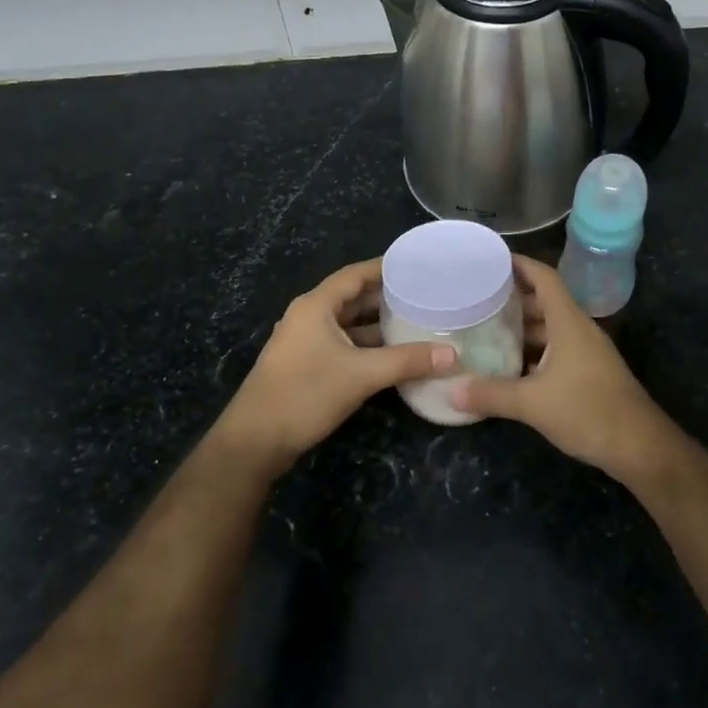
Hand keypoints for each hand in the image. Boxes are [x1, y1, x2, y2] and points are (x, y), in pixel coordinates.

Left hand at [222, 258, 454, 459]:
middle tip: (427, 296)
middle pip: (353, 298)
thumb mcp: (361, 375)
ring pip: (349, 325)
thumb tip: (452, 354)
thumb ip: (407, 361)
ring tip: (418, 323)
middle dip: (388, 298)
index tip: (418, 265)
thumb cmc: (305, 395)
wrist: (255, 442)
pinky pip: (344, 345)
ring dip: (379, 325)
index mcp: (316, 306)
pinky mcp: (307, 366)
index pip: (355, 274)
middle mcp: (309, 317)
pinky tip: (394, 356)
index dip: (385, 268)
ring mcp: (306, 343)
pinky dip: (368, 346)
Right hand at [451, 255, 673, 478]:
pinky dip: (533, 352)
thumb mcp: (533, 404)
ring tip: (486, 331)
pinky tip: (510, 366)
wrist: (639, 446)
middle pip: (544, 302)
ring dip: (522, 328)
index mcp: (569, 323)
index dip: (520, 264)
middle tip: (476, 301)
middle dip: (512, 299)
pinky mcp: (588, 372)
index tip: (490, 259)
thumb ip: (491, 394)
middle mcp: (578, 330)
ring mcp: (586, 352)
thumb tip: (452, 391)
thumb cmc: (588, 411)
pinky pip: (556, 350)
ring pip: (550, 328)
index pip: (544, 278)